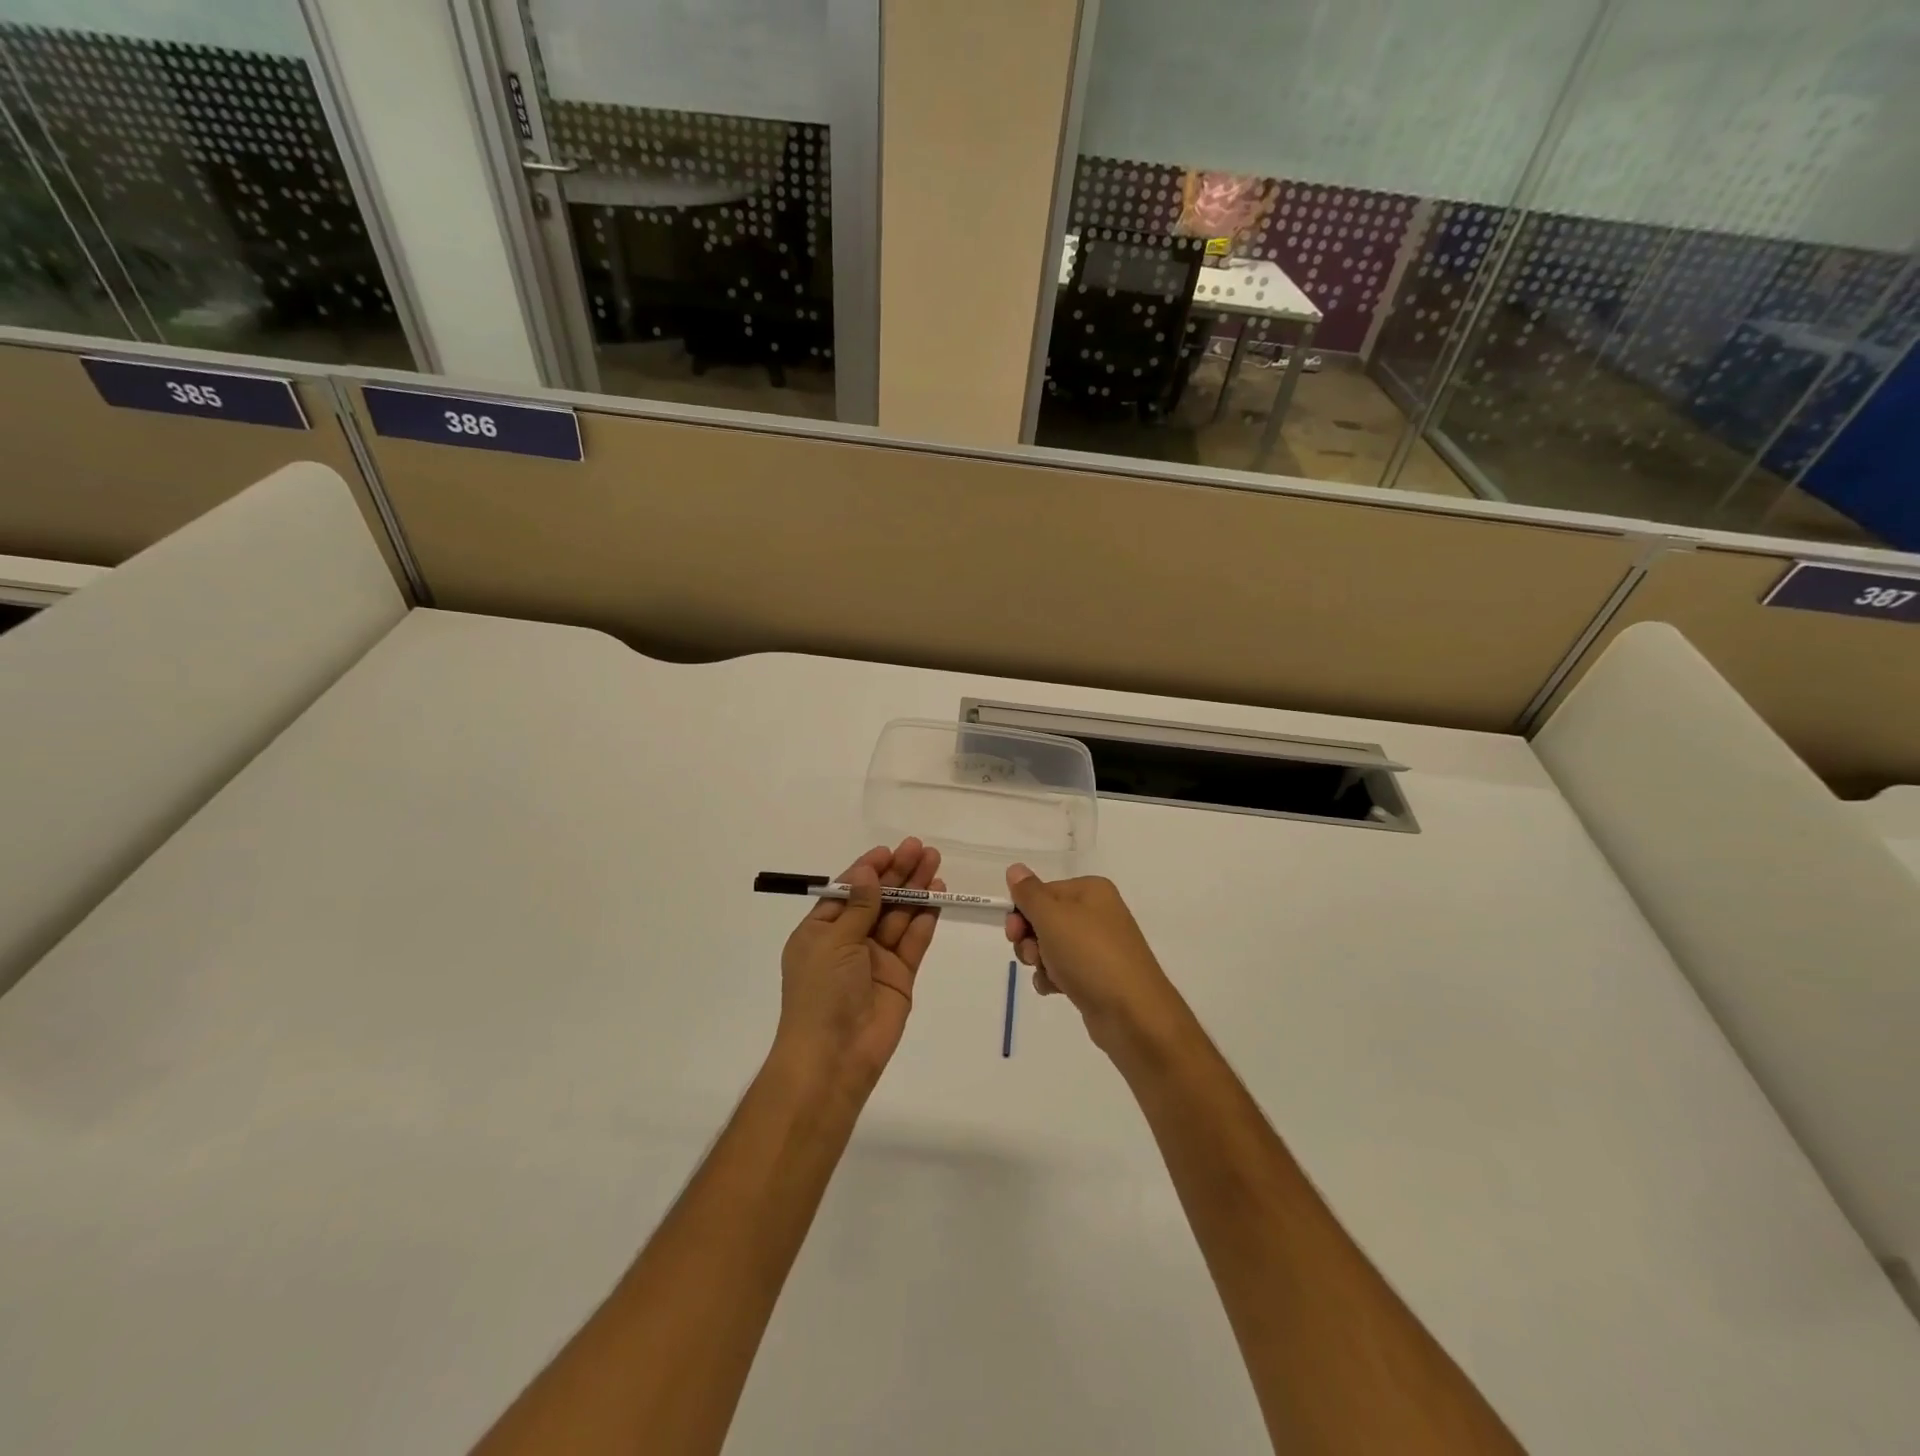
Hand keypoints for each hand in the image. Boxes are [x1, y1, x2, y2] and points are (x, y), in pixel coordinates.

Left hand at [776, 839, 943, 1093]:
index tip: (888, 851)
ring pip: (899, 916)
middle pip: (877, 899)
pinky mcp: (900, 976)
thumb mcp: (834, 941)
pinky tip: (937, 896)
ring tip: (935, 864)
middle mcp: (848, 941)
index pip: (847, 891)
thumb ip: (859, 906)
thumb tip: (870, 872)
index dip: (868, 870)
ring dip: (916, 890)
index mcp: (821, 931)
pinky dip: (925, 919)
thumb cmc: (822, 992)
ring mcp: (876, 959)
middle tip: (921, 849)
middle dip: (898, 874)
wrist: (835, 1056)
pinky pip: (913, 941)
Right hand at [1004, 865, 1184, 1054]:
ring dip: (1040, 960)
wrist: (1133, 1014)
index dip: (1022, 912)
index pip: (1042, 892)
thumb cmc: (1090, 955)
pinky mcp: (1097, 975)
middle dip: (1030, 938)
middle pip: (1044, 919)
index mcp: (1091, 890)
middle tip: (1033, 955)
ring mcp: (1098, 946)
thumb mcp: (1052, 917)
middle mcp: (1097, 913)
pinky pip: (1063, 969)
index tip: (1014, 932)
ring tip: (1049, 974)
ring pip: (1050, 946)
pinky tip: (1056, 990)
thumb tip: (1015, 868)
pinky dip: (1054, 978)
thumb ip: (1029, 893)